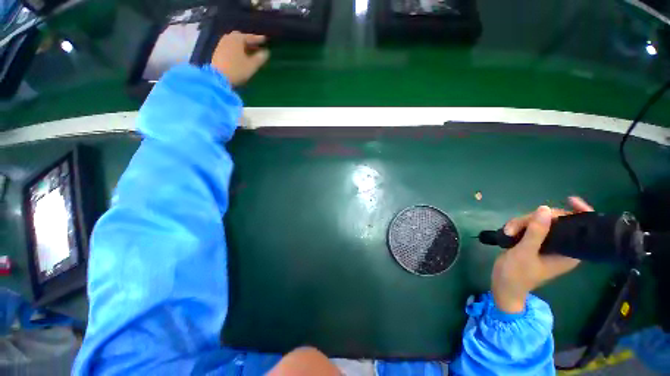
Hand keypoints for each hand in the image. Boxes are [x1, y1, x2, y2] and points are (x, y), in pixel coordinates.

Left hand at [211, 31, 269, 85]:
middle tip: (256, 46)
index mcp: (237, 39)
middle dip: (249, 41)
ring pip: (235, 42)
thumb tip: (266, 52)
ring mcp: (222, 44)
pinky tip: (240, 55)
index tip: (265, 39)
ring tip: (249, 51)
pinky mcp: (218, 51)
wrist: (218, 77)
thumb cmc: (237, 70)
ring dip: (242, 46)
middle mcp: (229, 38)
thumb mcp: (252, 65)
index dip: (258, 39)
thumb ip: (260, 58)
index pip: (250, 37)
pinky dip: (237, 49)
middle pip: (241, 37)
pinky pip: (230, 46)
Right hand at [491, 197, 593, 312]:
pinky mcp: (534, 242)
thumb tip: (545, 209)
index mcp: (568, 252)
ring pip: (539, 222)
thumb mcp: (525, 253)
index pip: (581, 228)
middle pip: (555, 220)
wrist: (504, 286)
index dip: (580, 212)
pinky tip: (508, 231)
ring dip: (521, 223)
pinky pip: (530, 226)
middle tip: (514, 226)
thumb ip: (536, 232)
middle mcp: (561, 246)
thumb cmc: (517, 274)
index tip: (570, 200)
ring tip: (507, 231)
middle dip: (534, 219)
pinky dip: (518, 226)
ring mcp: (547, 244)